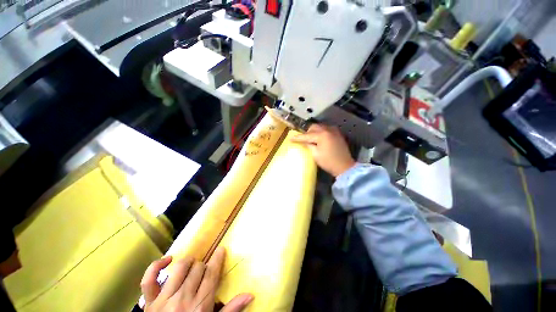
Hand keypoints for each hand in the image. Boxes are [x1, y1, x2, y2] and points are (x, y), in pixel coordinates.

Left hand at [141, 247, 252, 311]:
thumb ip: (231, 310)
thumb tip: (250, 294)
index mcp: (200, 304)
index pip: (212, 273)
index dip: (218, 258)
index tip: (221, 249)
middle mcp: (183, 298)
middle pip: (197, 268)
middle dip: (202, 266)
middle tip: (203, 272)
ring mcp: (164, 299)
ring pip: (179, 268)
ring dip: (188, 263)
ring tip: (191, 266)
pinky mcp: (149, 301)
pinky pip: (149, 278)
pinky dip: (157, 265)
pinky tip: (168, 260)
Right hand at [291, 124, 355, 176]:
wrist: (344, 166)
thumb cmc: (328, 162)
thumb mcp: (315, 154)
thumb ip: (308, 145)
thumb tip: (303, 141)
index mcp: (322, 135)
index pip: (306, 135)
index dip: (298, 138)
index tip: (291, 139)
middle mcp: (328, 130)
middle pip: (313, 127)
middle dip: (307, 132)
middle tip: (302, 139)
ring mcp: (334, 131)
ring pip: (320, 127)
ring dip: (314, 131)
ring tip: (311, 139)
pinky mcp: (337, 133)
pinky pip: (326, 129)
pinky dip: (321, 132)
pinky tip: (319, 138)